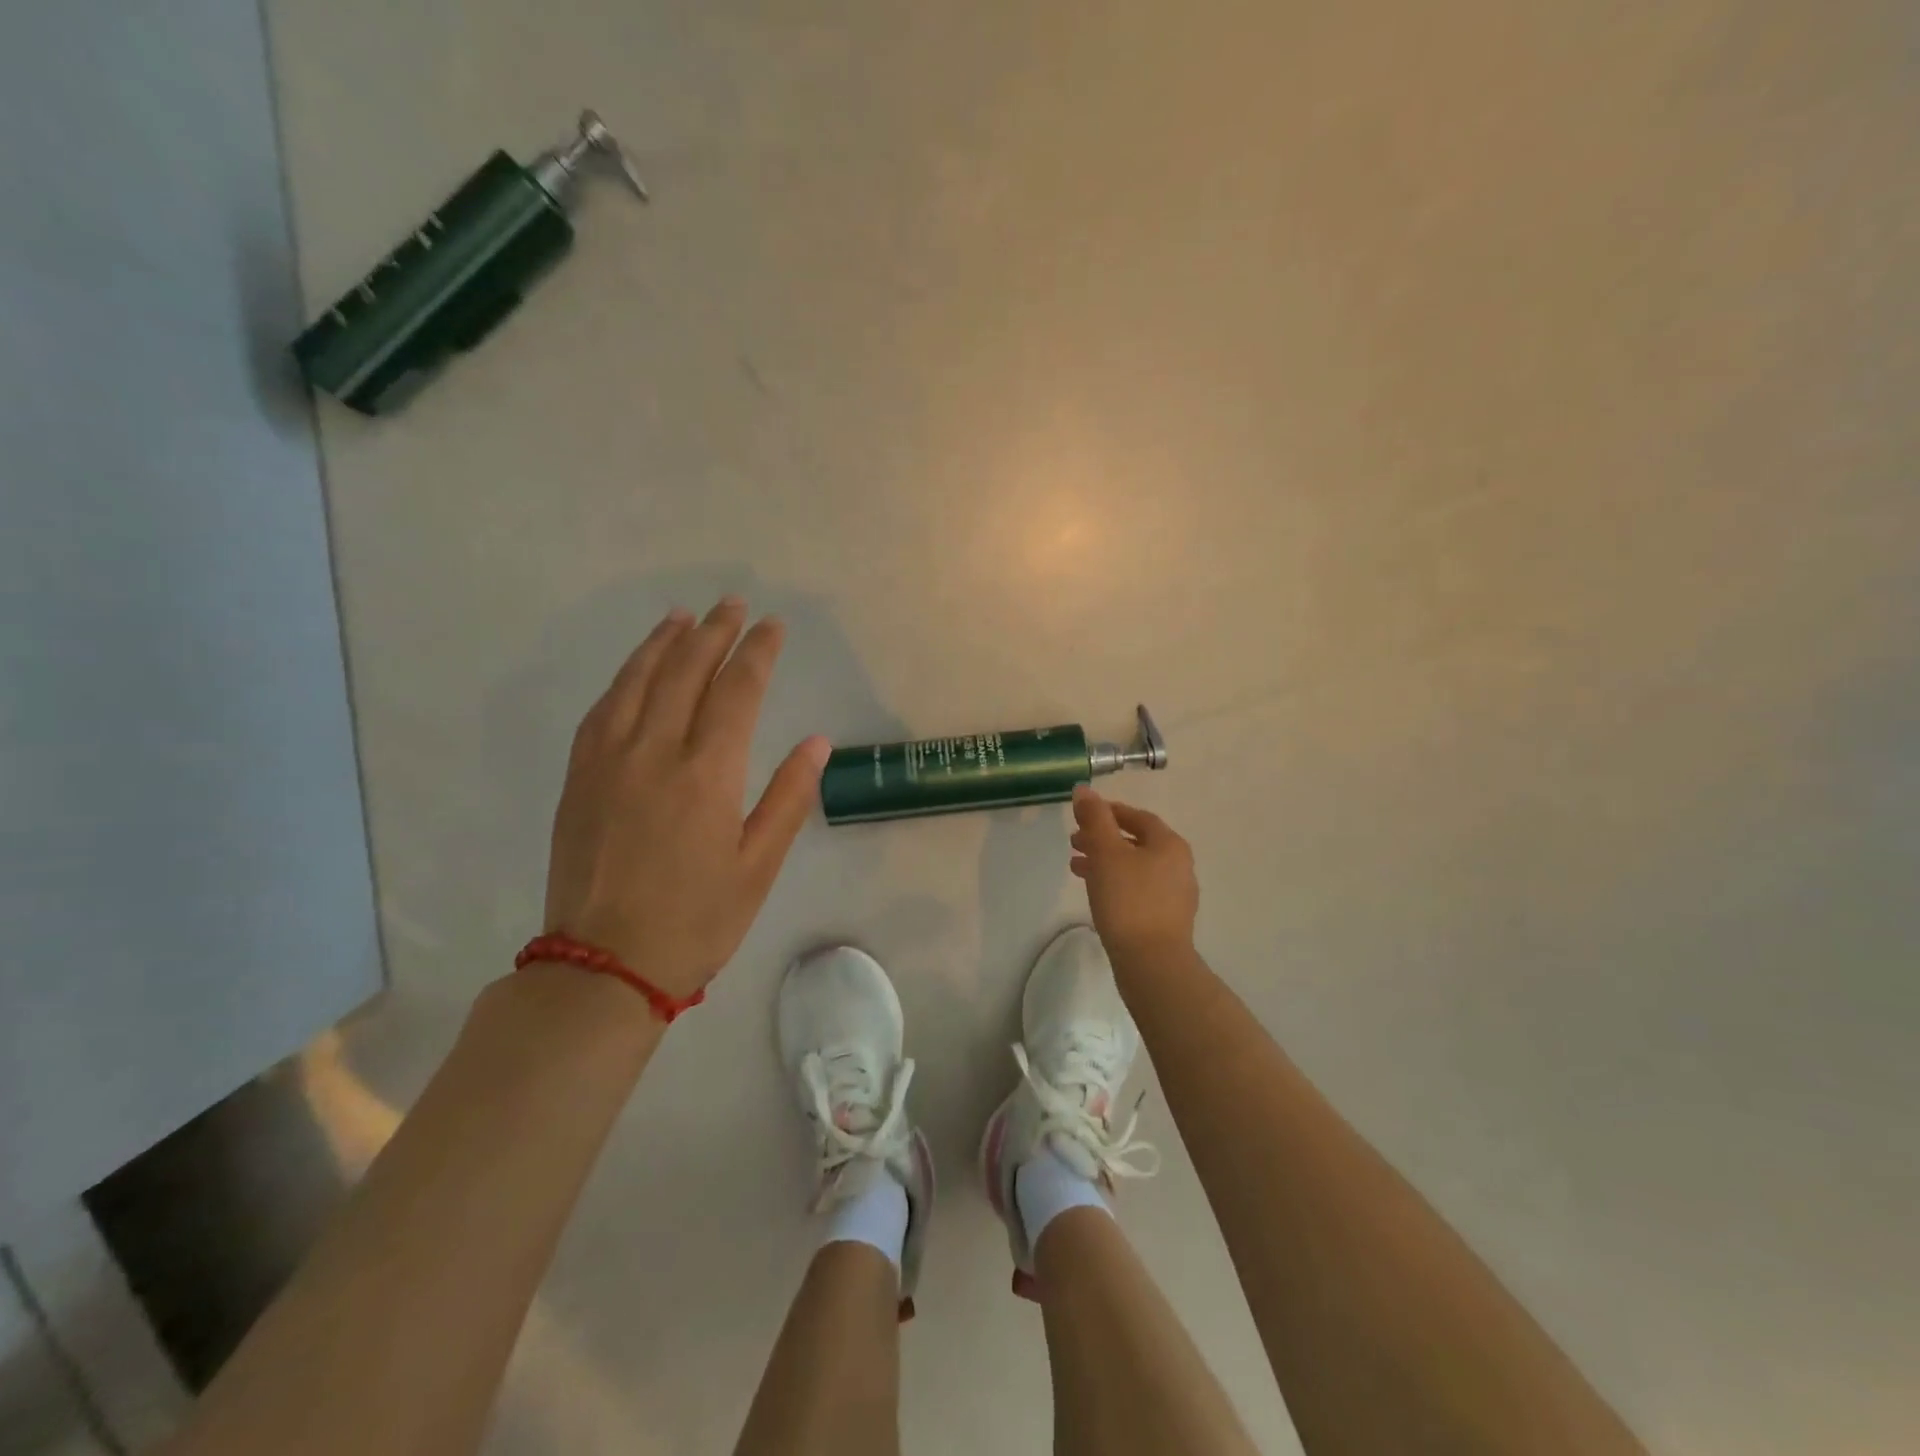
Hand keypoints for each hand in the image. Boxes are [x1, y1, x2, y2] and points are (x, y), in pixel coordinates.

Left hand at [542, 598, 828, 999]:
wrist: (604, 965)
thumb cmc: (697, 920)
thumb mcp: (759, 866)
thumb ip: (789, 798)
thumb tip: (817, 742)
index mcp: (707, 774)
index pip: (737, 691)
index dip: (757, 653)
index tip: (772, 626)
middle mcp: (655, 752)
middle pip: (685, 672)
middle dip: (713, 633)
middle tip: (732, 605)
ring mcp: (609, 762)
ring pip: (636, 682)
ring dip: (663, 643)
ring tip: (683, 617)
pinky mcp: (580, 778)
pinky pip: (602, 710)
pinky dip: (624, 678)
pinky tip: (635, 668)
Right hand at [1070, 786, 1199, 963]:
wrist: (1152, 963)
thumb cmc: (1128, 900)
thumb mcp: (1106, 852)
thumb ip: (1095, 818)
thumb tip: (1084, 790)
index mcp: (1170, 844)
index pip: (1137, 817)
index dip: (1109, 812)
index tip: (1083, 814)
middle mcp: (1179, 865)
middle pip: (1136, 842)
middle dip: (1103, 838)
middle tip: (1074, 841)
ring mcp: (1175, 895)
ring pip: (1135, 867)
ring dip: (1105, 862)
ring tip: (1076, 867)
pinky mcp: (1166, 919)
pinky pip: (1137, 889)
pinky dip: (1115, 883)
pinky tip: (1096, 893)